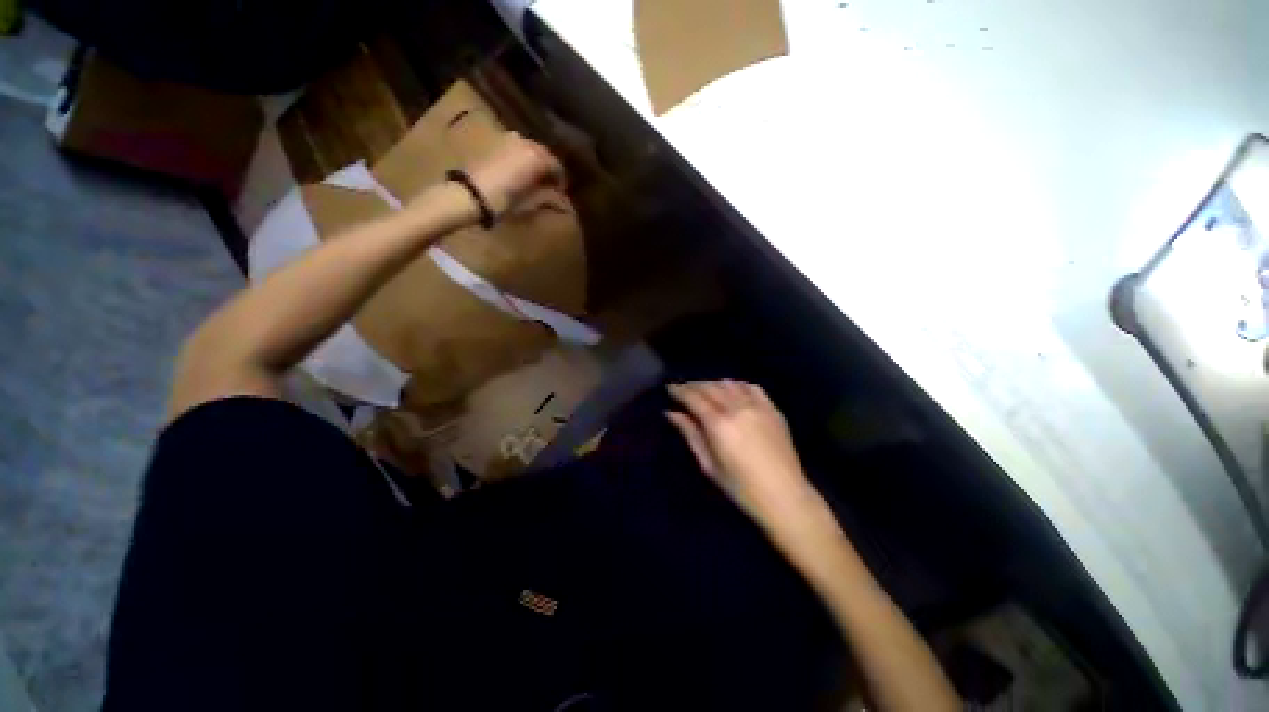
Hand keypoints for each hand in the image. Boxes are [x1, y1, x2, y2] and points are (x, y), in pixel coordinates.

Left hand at [465, 132, 565, 217]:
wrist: (470, 194)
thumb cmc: (504, 201)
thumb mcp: (530, 202)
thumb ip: (547, 196)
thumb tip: (560, 197)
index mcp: (537, 157)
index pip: (557, 166)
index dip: (561, 180)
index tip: (561, 192)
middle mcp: (526, 143)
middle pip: (544, 153)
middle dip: (549, 168)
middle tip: (550, 184)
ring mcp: (509, 140)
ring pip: (530, 148)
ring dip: (536, 160)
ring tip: (536, 176)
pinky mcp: (496, 143)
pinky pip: (517, 146)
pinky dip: (523, 157)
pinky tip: (521, 170)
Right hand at [667, 381, 817, 526]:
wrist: (784, 496)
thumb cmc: (740, 487)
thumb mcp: (708, 464)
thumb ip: (690, 434)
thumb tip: (671, 413)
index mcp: (719, 424)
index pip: (693, 397)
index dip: (679, 390)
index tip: (670, 388)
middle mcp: (737, 408)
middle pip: (710, 387)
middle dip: (693, 385)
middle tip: (683, 389)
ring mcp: (757, 406)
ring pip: (729, 384)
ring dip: (713, 384)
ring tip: (704, 391)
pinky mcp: (772, 409)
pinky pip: (751, 387)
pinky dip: (737, 385)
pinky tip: (732, 390)